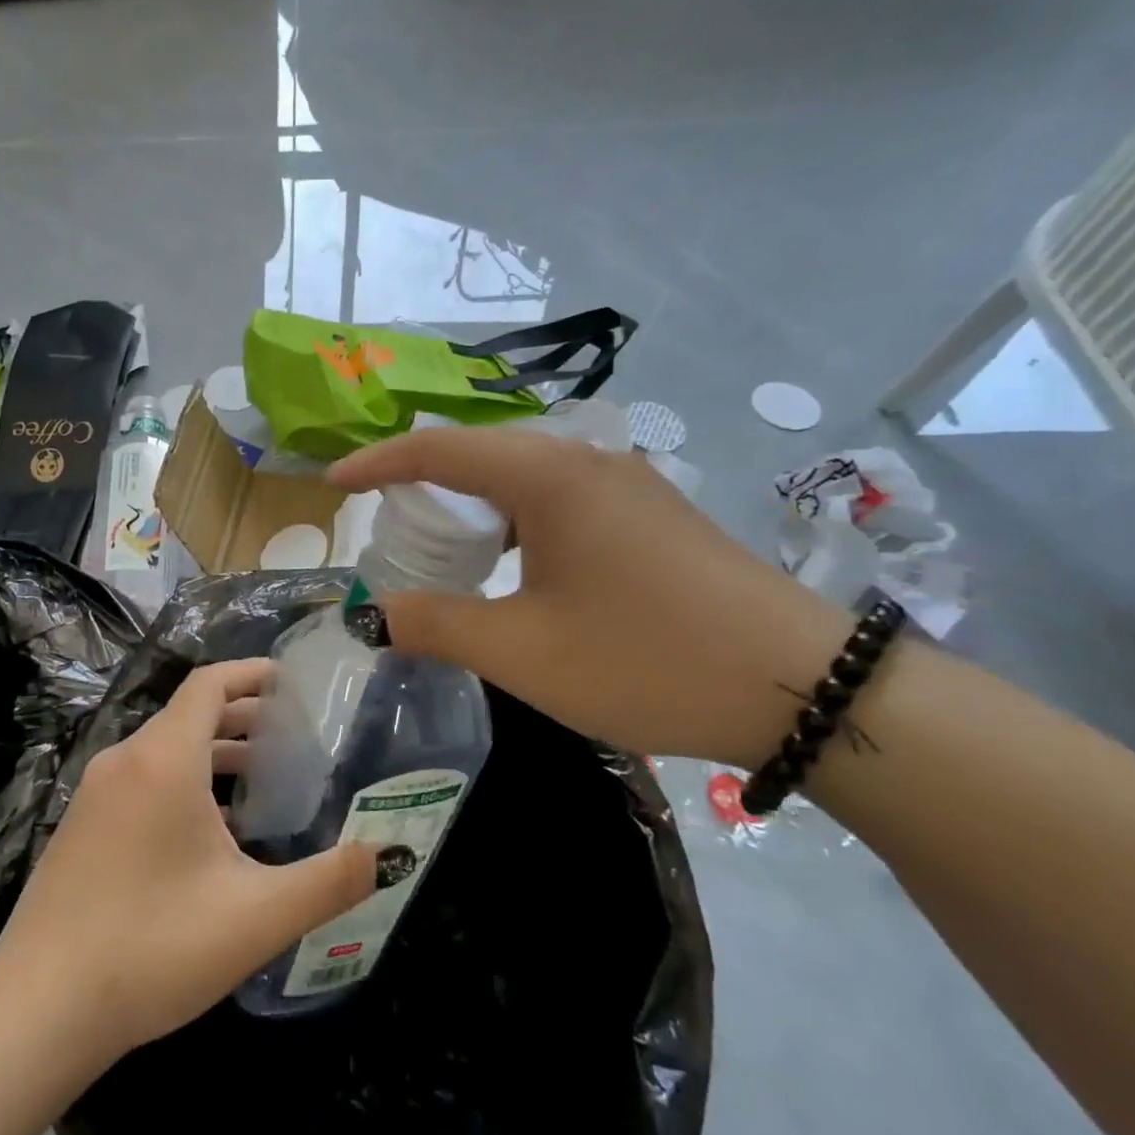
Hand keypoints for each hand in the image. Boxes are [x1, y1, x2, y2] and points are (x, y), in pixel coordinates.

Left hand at [0, 660, 377, 1062]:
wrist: (37, 1010)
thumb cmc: (153, 948)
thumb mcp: (256, 917)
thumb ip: (329, 881)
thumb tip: (387, 854)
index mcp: (163, 759)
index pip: (209, 684)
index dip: (251, 673)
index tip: (292, 681)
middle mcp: (125, 761)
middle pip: (189, 713)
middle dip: (242, 715)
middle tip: (292, 735)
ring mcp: (95, 794)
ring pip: (165, 749)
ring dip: (214, 752)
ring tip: (262, 778)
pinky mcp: (80, 826)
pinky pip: (142, 779)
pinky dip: (183, 779)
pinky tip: (210, 831)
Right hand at [329, 427, 853, 769]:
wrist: (800, 686)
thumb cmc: (644, 659)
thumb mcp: (521, 651)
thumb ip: (433, 625)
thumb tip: (368, 615)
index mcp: (548, 475)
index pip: (438, 447)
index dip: (377, 463)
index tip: (333, 484)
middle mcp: (586, 460)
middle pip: (480, 451)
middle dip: (422, 482)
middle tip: (386, 525)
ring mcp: (627, 483)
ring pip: (523, 473)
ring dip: (472, 502)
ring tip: (443, 547)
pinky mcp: (651, 512)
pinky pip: (559, 496)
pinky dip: (514, 519)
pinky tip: (515, 565)